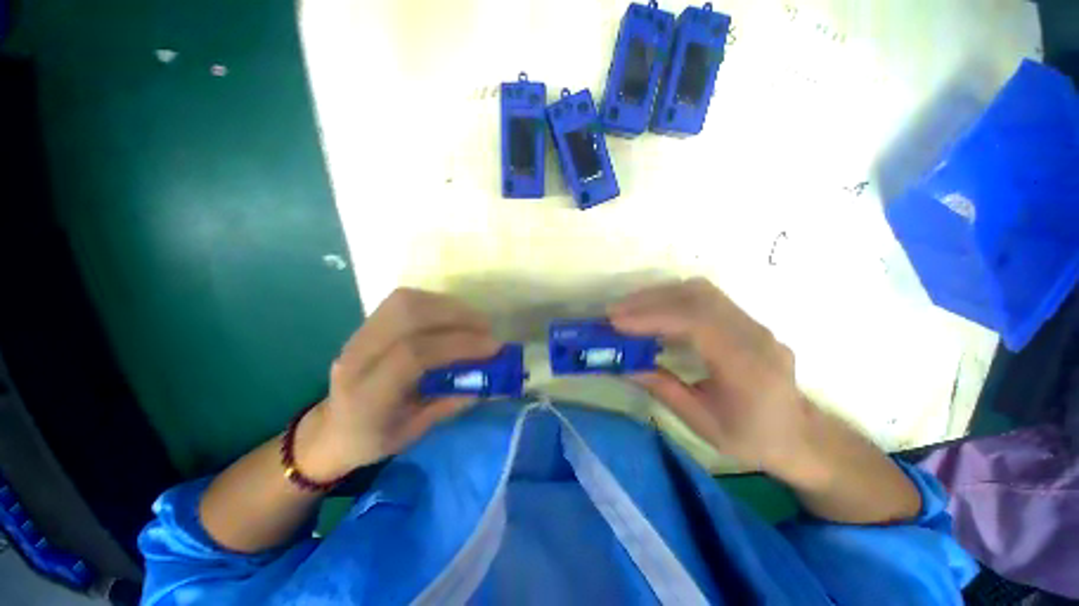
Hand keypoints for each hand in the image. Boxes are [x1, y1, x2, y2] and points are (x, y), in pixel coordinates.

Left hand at [296, 289, 501, 479]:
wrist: (331, 428)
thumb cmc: (374, 438)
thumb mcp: (416, 432)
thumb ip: (453, 401)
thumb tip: (492, 378)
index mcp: (366, 396)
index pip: (413, 355)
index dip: (459, 345)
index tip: (493, 348)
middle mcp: (356, 357)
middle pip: (408, 316)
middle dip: (457, 317)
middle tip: (487, 329)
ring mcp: (358, 335)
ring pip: (406, 302)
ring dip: (448, 306)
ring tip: (474, 321)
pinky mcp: (367, 323)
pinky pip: (405, 300)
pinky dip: (436, 303)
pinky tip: (452, 316)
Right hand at [609, 279, 817, 478]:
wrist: (800, 435)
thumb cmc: (752, 438)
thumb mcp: (702, 423)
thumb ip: (662, 388)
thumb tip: (623, 364)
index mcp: (747, 366)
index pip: (696, 323)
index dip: (652, 317)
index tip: (616, 322)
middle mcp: (754, 334)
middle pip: (697, 297)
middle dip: (648, 301)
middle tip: (614, 313)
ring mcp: (752, 322)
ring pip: (700, 290)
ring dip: (659, 295)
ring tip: (628, 310)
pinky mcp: (744, 319)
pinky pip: (704, 296)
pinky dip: (672, 297)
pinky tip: (654, 310)